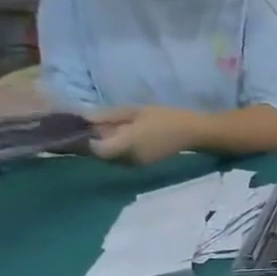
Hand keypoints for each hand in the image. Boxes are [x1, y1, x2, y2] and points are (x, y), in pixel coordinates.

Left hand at [87, 106, 204, 164]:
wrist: (191, 133)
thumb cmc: (164, 118)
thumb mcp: (134, 111)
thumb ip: (109, 117)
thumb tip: (85, 119)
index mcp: (127, 145)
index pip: (97, 150)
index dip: (88, 140)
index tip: (87, 128)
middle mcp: (129, 159)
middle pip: (102, 156)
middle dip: (97, 143)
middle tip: (98, 126)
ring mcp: (136, 164)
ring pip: (112, 159)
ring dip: (108, 147)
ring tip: (113, 131)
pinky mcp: (143, 164)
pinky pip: (122, 159)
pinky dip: (118, 150)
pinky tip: (125, 137)